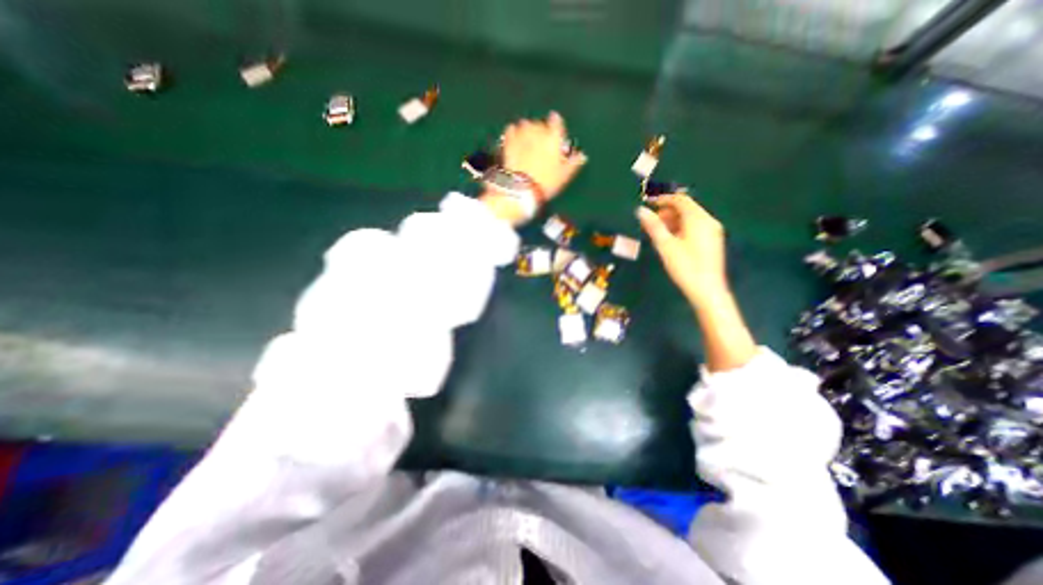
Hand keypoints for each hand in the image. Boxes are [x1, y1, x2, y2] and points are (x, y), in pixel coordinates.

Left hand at [499, 113, 584, 202]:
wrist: (521, 189)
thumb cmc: (546, 183)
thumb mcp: (564, 176)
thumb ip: (573, 163)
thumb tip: (582, 156)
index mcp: (553, 138)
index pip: (556, 122)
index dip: (556, 125)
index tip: (555, 131)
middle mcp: (537, 131)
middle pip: (540, 123)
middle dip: (541, 130)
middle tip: (540, 142)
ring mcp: (521, 135)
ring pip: (525, 124)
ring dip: (527, 129)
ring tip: (527, 140)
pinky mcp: (508, 142)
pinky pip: (510, 130)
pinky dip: (513, 133)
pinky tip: (514, 139)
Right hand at [637, 193, 727, 308]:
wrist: (707, 290)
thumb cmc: (685, 266)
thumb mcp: (665, 246)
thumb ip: (653, 226)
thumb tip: (641, 210)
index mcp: (698, 219)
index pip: (681, 200)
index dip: (664, 199)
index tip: (648, 204)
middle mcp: (708, 221)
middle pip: (687, 207)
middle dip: (668, 211)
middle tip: (651, 221)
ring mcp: (712, 231)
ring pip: (691, 217)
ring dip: (674, 220)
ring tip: (658, 231)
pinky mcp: (712, 241)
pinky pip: (696, 226)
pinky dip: (682, 227)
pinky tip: (672, 239)